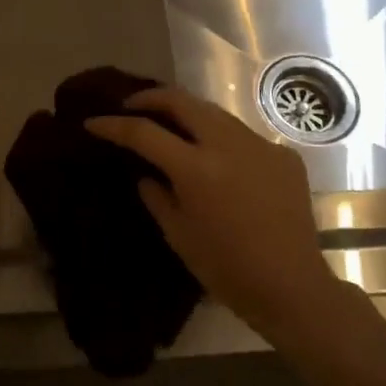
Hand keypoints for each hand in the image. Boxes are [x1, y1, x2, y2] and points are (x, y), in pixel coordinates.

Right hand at [85, 86, 336, 338]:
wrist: (292, 287)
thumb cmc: (227, 269)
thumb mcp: (179, 235)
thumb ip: (157, 196)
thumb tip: (147, 174)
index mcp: (196, 169)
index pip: (144, 133)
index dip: (113, 125)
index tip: (93, 122)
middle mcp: (228, 145)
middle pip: (182, 101)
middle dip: (151, 98)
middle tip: (132, 106)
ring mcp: (260, 145)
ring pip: (214, 112)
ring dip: (187, 112)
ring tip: (170, 123)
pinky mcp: (283, 155)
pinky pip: (243, 136)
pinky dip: (221, 138)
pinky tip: (217, 158)